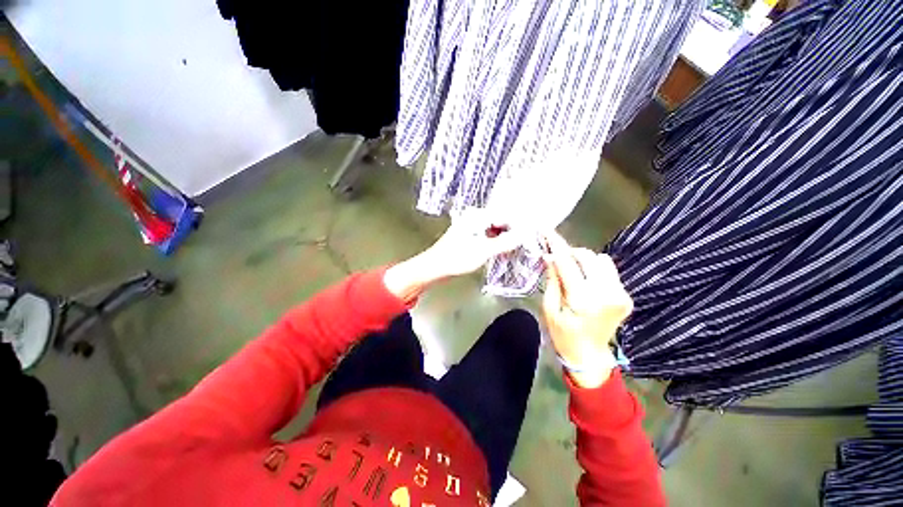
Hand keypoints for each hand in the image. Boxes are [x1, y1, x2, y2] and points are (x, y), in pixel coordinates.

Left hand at [384, 209, 527, 300]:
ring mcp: (472, 225)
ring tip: (517, 247)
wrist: (435, 266)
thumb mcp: (483, 251)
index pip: (505, 215)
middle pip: (501, 221)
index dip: (520, 224)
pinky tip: (504, 249)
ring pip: (495, 228)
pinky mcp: (470, 235)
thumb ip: (505, 242)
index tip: (532, 233)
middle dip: (513, 231)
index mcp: (477, 216)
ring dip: (506, 237)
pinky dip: (497, 241)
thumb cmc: (456, 258)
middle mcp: (475, 217)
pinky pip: (489, 234)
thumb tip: (524, 235)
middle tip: (526, 242)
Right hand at [541, 231, 632, 387]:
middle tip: (558, 261)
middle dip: (570, 253)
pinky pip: (609, 271)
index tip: (546, 230)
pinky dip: (595, 271)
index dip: (556, 244)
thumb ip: (552, 280)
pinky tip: (586, 283)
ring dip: (584, 261)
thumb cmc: (563, 334)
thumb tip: (551, 257)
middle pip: (587, 256)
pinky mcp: (626, 296)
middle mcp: (605, 294)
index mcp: (582, 300)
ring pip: (601, 260)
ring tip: (574, 274)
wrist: (589, 356)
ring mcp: (620, 295)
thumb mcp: (550, 309)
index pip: (567, 262)